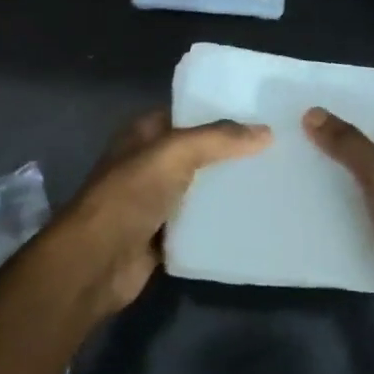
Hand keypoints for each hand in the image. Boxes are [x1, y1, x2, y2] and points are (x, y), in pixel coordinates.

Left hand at [54, 109, 269, 316]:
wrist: (97, 261)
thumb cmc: (130, 195)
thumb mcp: (174, 153)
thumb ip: (219, 139)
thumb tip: (266, 131)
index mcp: (143, 134)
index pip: (186, 113)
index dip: (219, 111)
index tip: (260, 115)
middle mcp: (147, 163)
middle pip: (197, 152)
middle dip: (230, 152)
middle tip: (276, 149)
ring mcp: (153, 200)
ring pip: (199, 188)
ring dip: (227, 188)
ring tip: (274, 182)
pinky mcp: (162, 235)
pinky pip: (197, 223)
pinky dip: (219, 221)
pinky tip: (253, 218)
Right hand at [303, 92, 373, 333]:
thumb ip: (349, 144)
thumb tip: (312, 112)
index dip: (373, 92)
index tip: (334, 87)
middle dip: (350, 129)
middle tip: (305, 121)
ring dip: (346, 167)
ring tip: (303, 157)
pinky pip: (369, 208)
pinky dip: (348, 203)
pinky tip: (318, 203)